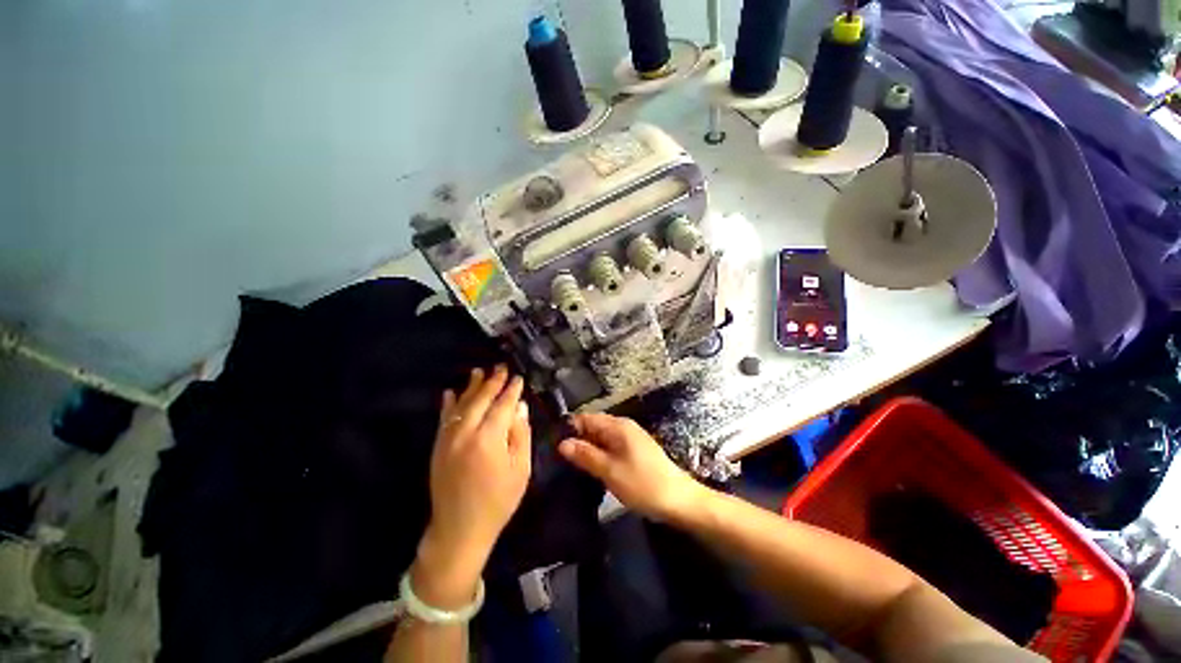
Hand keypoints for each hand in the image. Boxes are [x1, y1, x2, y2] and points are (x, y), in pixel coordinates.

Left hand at [413, 365, 531, 608]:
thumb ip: (520, 434)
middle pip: (480, 399)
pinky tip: (449, 392)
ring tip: (479, 371)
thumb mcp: (520, 469)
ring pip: (460, 405)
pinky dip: (448, 403)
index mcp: (489, 439)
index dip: (511, 390)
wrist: (459, 529)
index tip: (518, 378)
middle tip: (501, 367)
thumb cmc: (498, 500)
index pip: (502, 405)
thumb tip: (520, 406)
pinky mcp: (438, 447)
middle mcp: (466, 433)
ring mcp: (448, 439)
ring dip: (470, 387)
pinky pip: (443, 418)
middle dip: (492, 382)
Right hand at [559, 413, 706, 522]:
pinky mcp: (635, 450)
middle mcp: (623, 426)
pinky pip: (611, 446)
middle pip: (594, 426)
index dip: (569, 428)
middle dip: (577, 439)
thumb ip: (585, 455)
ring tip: (570, 465)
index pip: (586, 418)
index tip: (552, 444)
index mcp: (617, 426)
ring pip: (602, 438)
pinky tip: (592, 468)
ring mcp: (631, 438)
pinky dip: (600, 454)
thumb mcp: (609, 471)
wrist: (679, 500)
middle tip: (559, 458)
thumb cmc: (642, 484)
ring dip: (588, 448)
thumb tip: (562, 443)